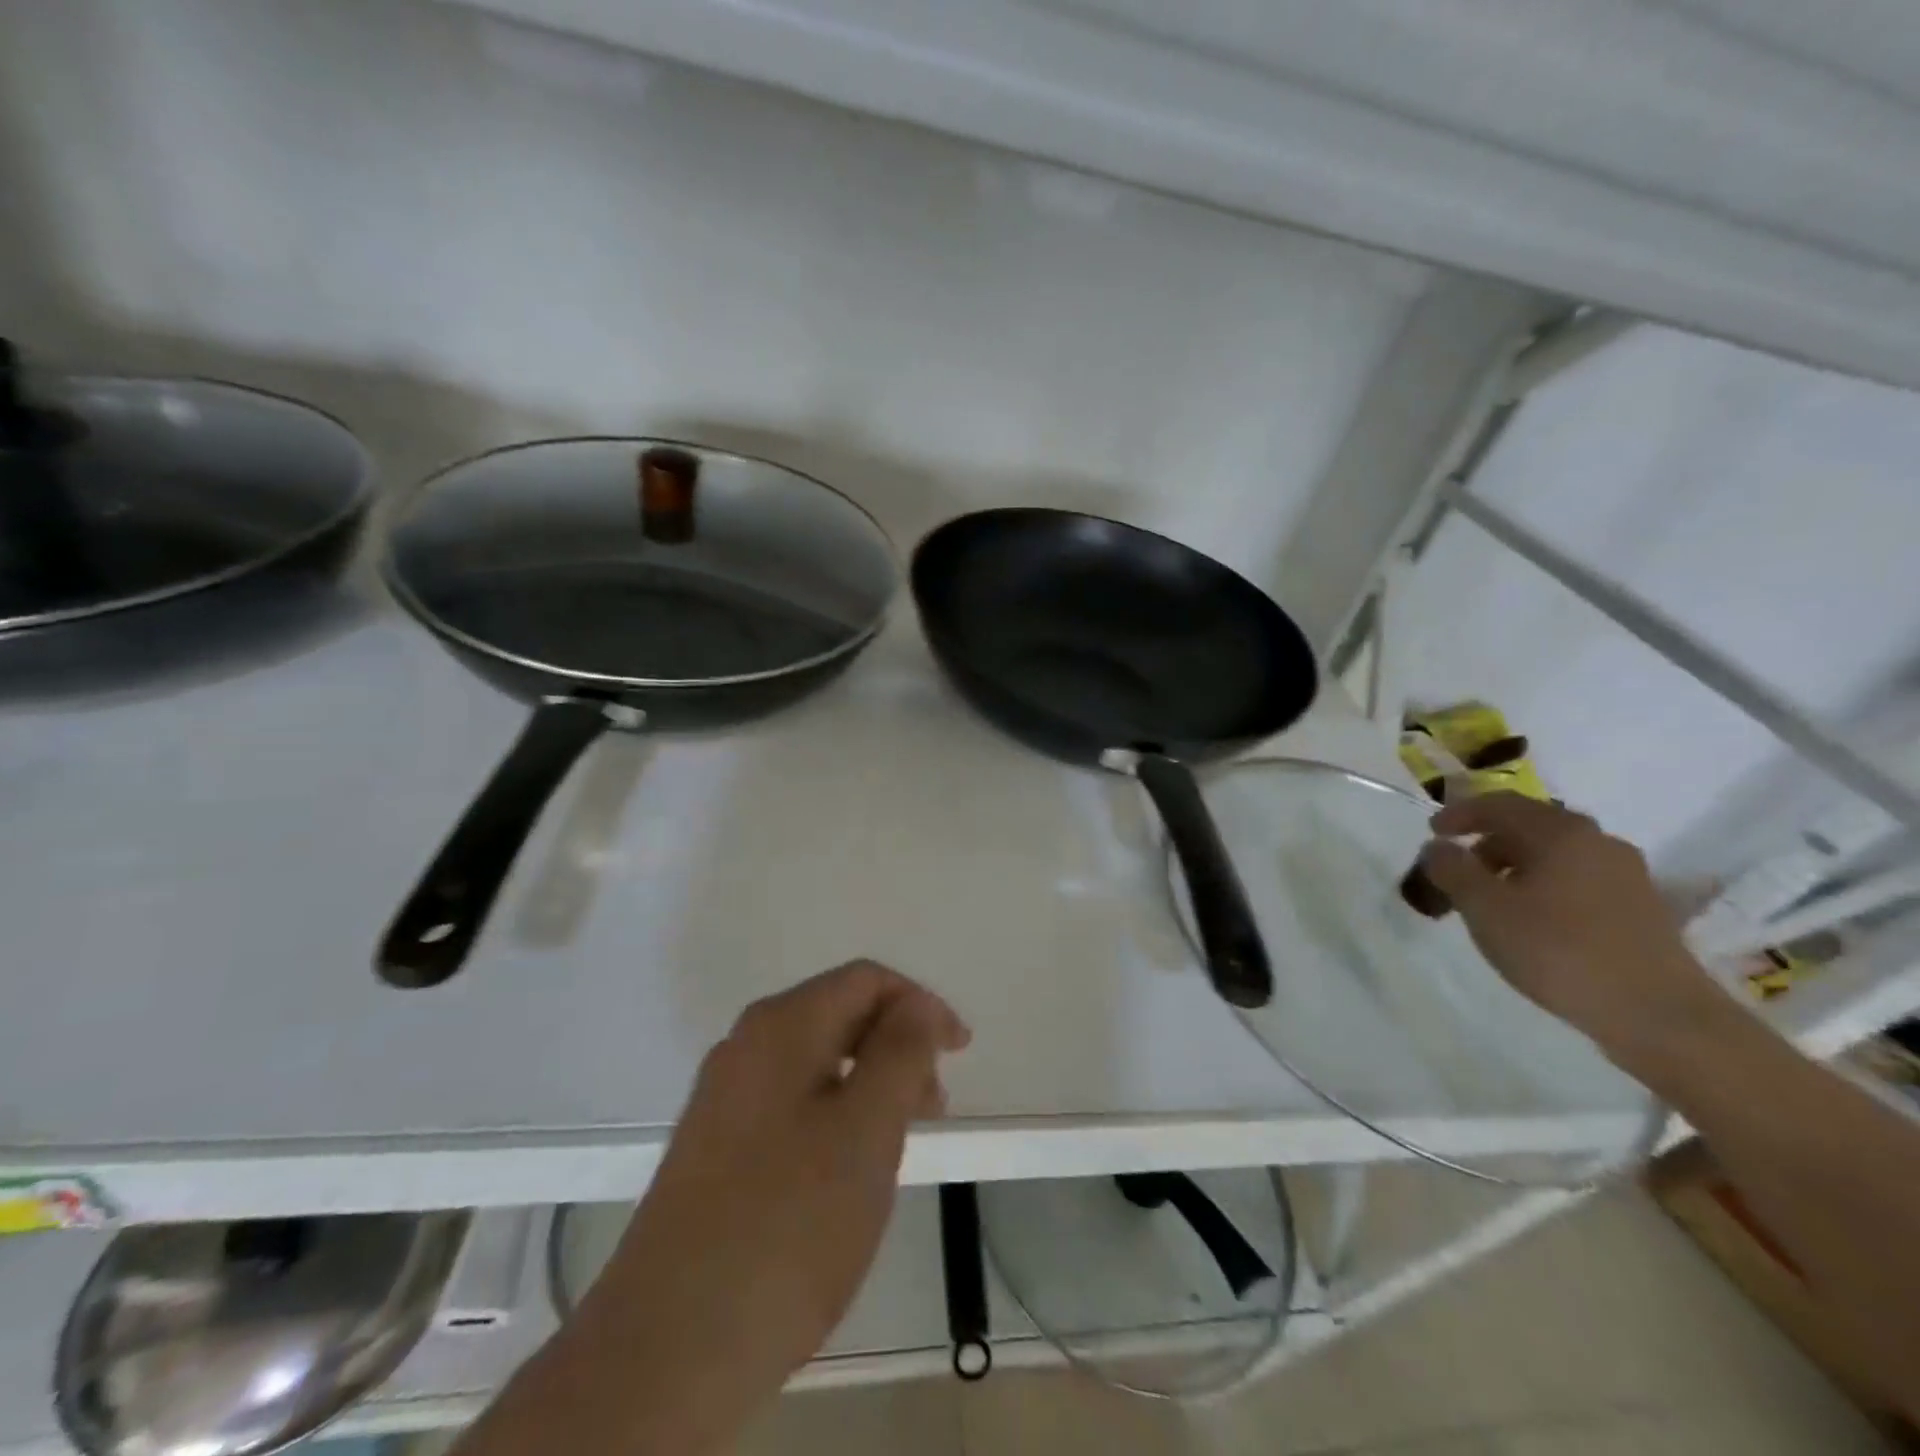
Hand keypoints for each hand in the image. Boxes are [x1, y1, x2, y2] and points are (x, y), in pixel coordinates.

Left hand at [569, 961, 968, 1449]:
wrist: (666, 1351)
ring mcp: (722, 1098)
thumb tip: (917, 1005)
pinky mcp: (713, 1147)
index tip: (958, 1052)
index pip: (865, 980)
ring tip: (897, 1142)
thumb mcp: (867, 1130)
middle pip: (838, 1014)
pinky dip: (834, 1114)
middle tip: (933, 1104)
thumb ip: (902, 1052)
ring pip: (815, 1061)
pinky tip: (845, 1170)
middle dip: (895, 1044)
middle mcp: (745, 1046)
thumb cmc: (788, 1226)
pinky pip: (790, 1103)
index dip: (920, 1005)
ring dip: (867, 1082)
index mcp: (781, 1026)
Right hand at [1416, 794, 1724, 1068]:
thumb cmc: (1558, 950)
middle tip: (1457, 868)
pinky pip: (1577, 878)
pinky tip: (1531, 918)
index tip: (1433, 833)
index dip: (1460, 814)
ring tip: (1489, 898)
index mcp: (1560, 832)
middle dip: (1486, 842)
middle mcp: (1597, 842)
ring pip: (1555, 854)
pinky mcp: (1640, 907)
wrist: (1659, 1015)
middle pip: (1530, 826)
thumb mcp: (1485, 909)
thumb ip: (1452, 870)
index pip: (1500, 805)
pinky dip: (1543, 885)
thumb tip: (1437, 847)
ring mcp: (1626, 874)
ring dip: (1514, 866)